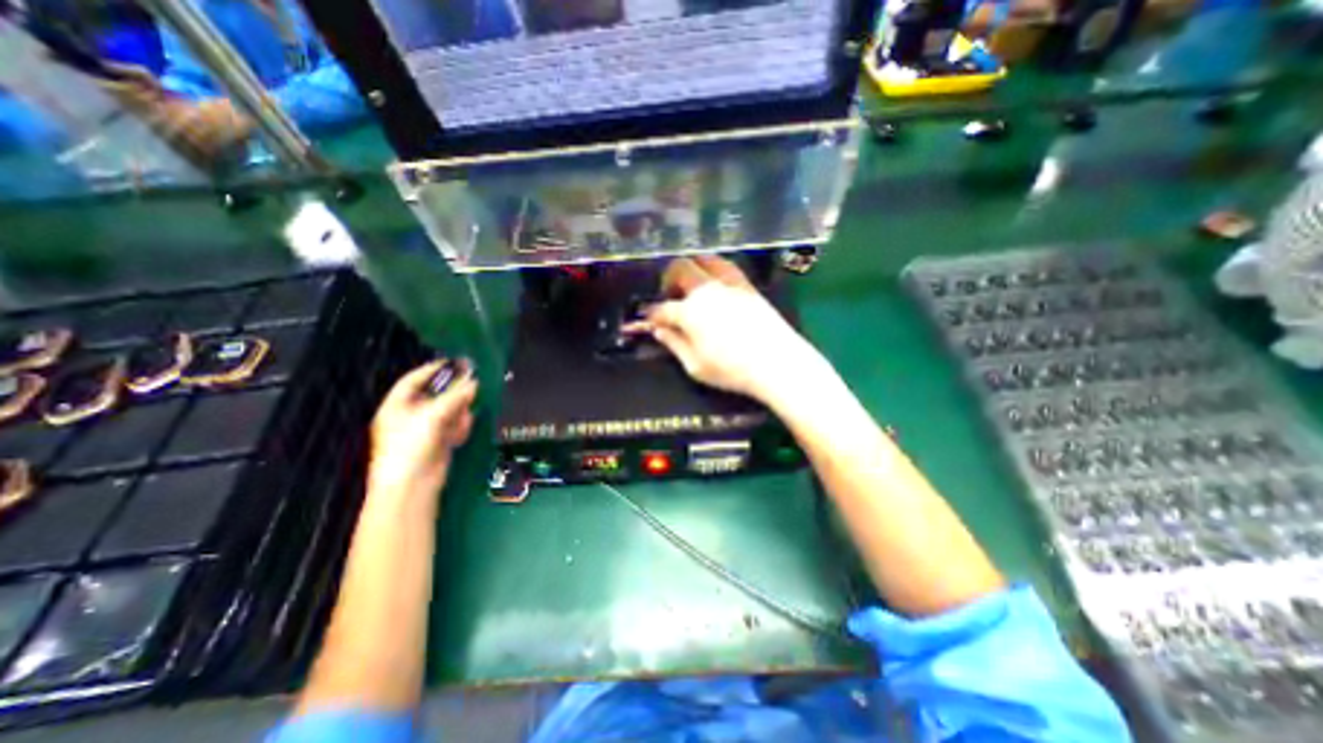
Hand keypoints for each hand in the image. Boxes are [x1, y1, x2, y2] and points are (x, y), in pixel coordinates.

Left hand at [368, 358, 479, 492]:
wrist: (412, 485)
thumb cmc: (411, 446)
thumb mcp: (433, 415)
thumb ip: (456, 396)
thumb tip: (474, 381)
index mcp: (397, 405)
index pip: (414, 379)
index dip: (434, 369)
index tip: (455, 362)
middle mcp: (410, 415)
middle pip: (436, 395)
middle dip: (454, 392)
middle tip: (473, 384)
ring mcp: (424, 430)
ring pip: (448, 411)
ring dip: (459, 412)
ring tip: (464, 417)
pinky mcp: (438, 442)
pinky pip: (453, 427)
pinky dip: (459, 427)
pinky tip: (460, 434)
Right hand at [633, 255, 822, 405]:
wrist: (777, 363)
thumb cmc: (732, 370)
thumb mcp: (695, 366)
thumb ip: (674, 345)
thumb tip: (659, 331)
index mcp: (689, 311)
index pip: (662, 308)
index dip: (651, 313)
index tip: (648, 319)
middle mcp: (706, 290)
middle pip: (679, 268)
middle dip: (668, 279)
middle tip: (669, 296)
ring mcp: (728, 284)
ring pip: (703, 259)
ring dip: (691, 267)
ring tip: (691, 285)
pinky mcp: (747, 285)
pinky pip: (726, 266)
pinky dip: (713, 268)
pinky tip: (714, 283)